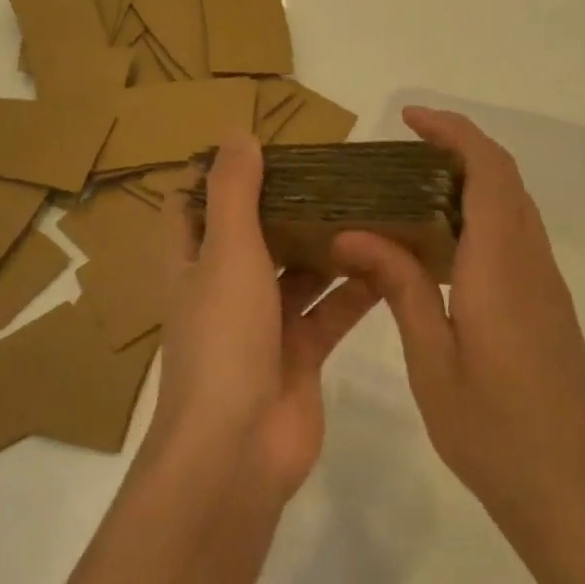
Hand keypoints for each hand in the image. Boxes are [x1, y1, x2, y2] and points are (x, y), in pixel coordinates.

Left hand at [149, 132, 379, 497]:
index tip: (259, 148)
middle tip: (333, 170)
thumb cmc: (223, 339)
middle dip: (287, 206)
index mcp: (193, 265)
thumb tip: (237, 133)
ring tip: (369, 204)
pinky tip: (391, 259)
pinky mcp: (300, 355)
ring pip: (298, 273)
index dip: (217, 178)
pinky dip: (355, 289)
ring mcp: (263, 326)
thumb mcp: (227, 252)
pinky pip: (330, 311)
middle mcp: (224, 290)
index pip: (193, 209)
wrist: (237, 450)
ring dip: (327, 245)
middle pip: (255, 236)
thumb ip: (234, 192)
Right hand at [332, 108, 584, 565]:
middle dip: (458, 148)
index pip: (487, 172)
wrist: (577, 497)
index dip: (453, 132)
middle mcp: (530, 263)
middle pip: (504, 179)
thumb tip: (355, 233)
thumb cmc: (496, 434)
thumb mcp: (432, 362)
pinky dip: (481, 216)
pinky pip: (516, 237)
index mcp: (500, 268)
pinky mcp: (549, 307)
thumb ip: (399, 288)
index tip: (409, 118)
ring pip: (514, 206)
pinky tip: (441, 245)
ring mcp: (546, 285)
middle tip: (399, 152)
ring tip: (410, 190)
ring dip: (471, 181)